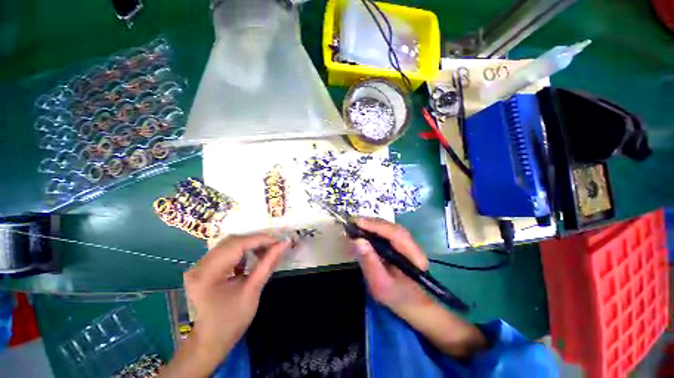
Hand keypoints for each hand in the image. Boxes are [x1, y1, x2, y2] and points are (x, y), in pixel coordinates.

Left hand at [164, 233, 289, 376]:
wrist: (211, 340)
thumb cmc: (232, 320)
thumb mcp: (253, 290)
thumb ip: (268, 263)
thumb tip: (284, 244)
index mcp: (207, 274)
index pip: (237, 245)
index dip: (260, 240)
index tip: (279, 242)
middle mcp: (199, 265)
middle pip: (232, 241)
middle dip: (256, 241)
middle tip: (274, 246)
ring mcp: (199, 266)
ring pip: (229, 244)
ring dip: (250, 245)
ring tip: (265, 252)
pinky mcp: (203, 267)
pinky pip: (226, 251)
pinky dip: (242, 251)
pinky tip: (252, 258)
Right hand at [352, 218, 487, 358]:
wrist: (411, 304)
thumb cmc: (396, 297)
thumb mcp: (380, 284)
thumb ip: (370, 262)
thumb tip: (358, 240)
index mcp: (412, 255)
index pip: (394, 233)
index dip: (375, 226)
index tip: (358, 223)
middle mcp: (412, 245)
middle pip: (392, 227)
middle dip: (372, 222)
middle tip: (354, 222)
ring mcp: (407, 243)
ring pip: (389, 227)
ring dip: (373, 224)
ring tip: (357, 224)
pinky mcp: (401, 244)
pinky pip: (387, 232)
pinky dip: (375, 229)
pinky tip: (365, 230)